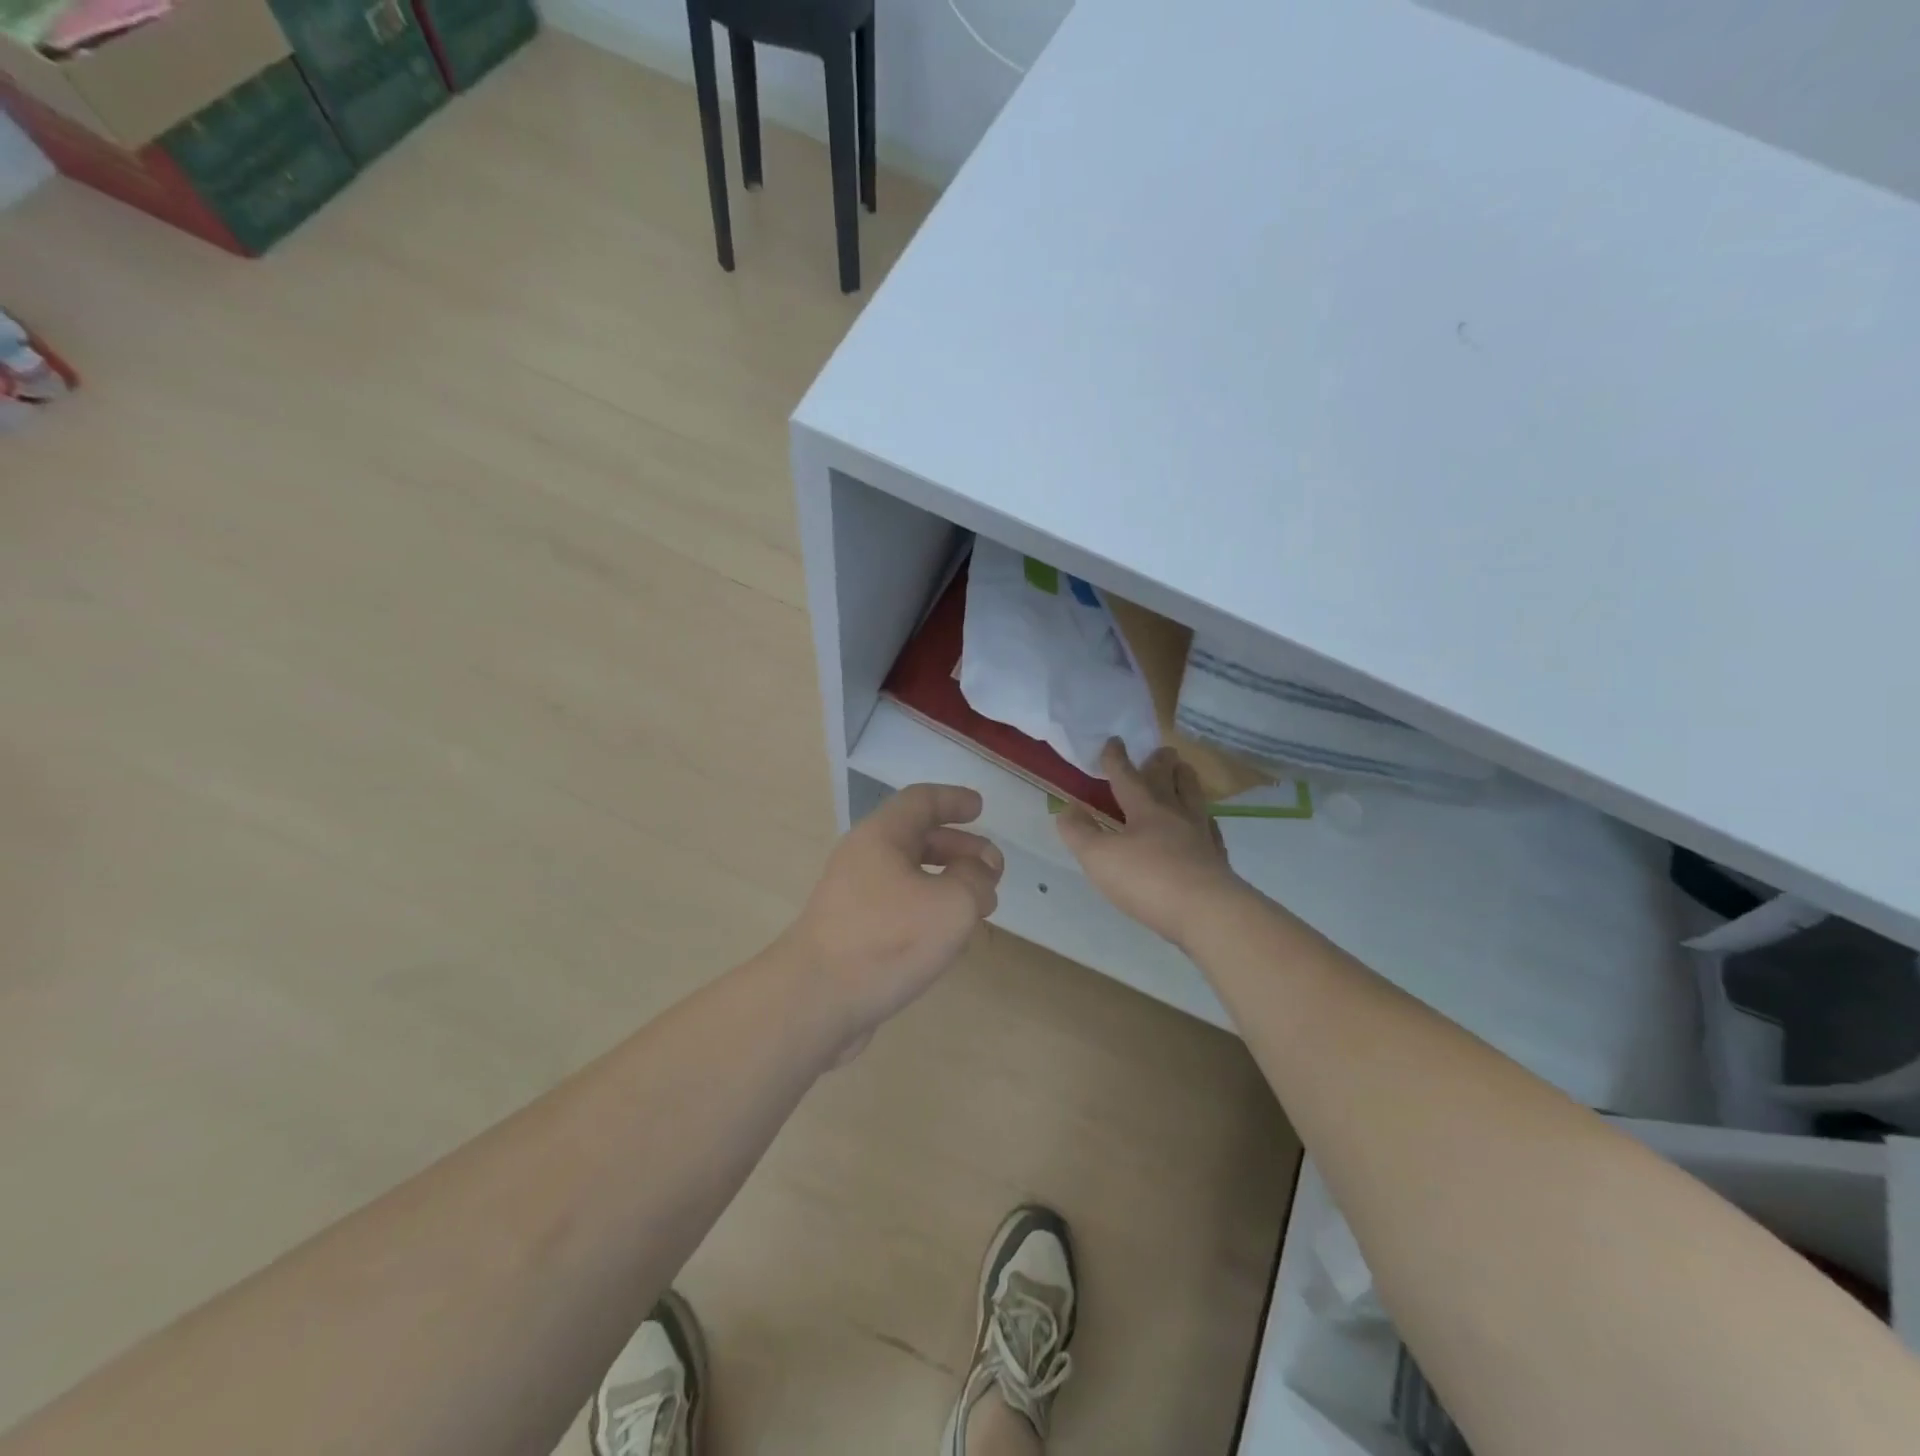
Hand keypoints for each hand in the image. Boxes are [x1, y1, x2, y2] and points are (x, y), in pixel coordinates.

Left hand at [785, 784, 1003, 1047]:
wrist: (815, 1001)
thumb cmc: (888, 940)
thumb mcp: (953, 904)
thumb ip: (976, 879)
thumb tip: (979, 873)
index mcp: (882, 836)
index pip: (921, 800)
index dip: (954, 800)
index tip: (981, 809)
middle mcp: (863, 858)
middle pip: (917, 838)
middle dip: (960, 849)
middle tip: (993, 871)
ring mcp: (854, 898)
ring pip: (909, 876)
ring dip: (948, 883)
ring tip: (980, 908)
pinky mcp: (852, 933)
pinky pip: (898, 908)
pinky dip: (928, 911)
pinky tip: (948, 940)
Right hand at [1058, 740, 1244, 946]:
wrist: (1207, 912)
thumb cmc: (1147, 880)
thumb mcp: (1099, 857)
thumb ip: (1080, 832)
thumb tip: (1067, 809)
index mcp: (1145, 809)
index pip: (1127, 777)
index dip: (1117, 759)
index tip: (1114, 740)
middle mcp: (1175, 815)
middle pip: (1168, 781)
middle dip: (1160, 763)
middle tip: (1163, 749)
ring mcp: (1200, 836)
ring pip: (1194, 799)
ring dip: (1187, 782)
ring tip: (1185, 771)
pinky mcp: (1217, 859)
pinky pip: (1211, 830)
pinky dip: (1206, 820)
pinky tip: (1206, 824)